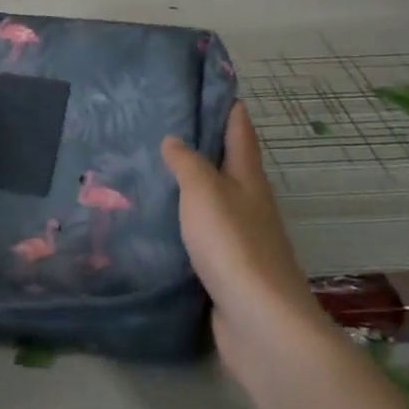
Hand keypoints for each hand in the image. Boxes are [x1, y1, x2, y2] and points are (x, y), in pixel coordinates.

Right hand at [161, 104, 319, 374]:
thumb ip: (187, 163)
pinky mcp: (226, 270)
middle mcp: (248, 203)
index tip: (200, 83)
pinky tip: (156, 222)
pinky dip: (181, 223)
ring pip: (210, 201)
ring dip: (186, 186)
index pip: (238, 129)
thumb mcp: (204, 192)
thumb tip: (174, 139)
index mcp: (248, 178)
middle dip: (199, 144)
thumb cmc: (233, 245)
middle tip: (157, 126)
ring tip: (148, 171)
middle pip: (226, 163)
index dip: (224, 104)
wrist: (260, 325)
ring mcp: (239, 239)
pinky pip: (200, 236)